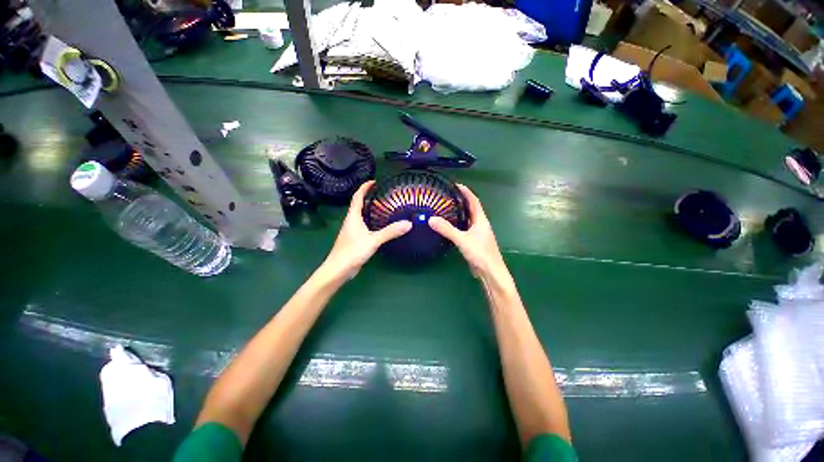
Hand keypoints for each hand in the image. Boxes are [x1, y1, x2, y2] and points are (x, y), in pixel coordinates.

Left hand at [322, 181, 411, 279]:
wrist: (339, 270)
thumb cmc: (352, 251)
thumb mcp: (373, 240)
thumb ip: (390, 232)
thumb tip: (408, 224)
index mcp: (353, 216)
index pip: (357, 196)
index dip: (364, 187)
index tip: (374, 181)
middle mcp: (351, 221)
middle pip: (359, 204)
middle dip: (369, 197)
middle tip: (384, 194)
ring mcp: (352, 230)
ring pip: (362, 215)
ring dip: (370, 209)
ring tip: (384, 207)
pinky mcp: (355, 239)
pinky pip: (365, 225)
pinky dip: (372, 221)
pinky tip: (381, 225)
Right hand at [428, 184, 505, 277]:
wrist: (490, 272)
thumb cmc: (480, 253)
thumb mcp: (462, 239)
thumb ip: (447, 229)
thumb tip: (431, 219)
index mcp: (481, 220)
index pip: (474, 201)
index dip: (466, 192)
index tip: (456, 185)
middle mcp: (480, 224)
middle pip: (471, 209)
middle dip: (462, 201)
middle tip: (448, 196)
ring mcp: (478, 233)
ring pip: (468, 219)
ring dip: (460, 213)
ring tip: (447, 208)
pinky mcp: (474, 242)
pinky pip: (465, 228)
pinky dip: (458, 224)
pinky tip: (450, 226)